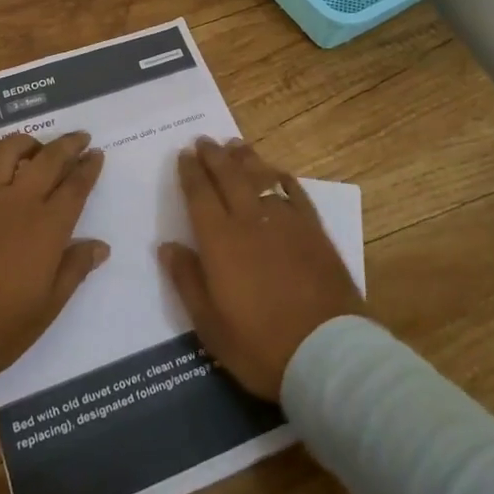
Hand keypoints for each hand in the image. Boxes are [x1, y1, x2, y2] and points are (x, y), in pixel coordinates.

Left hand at [0, 131, 108, 373]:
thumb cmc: (2, 325)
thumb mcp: (49, 305)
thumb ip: (75, 269)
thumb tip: (100, 246)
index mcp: (48, 226)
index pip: (76, 186)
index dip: (89, 167)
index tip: (96, 154)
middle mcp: (17, 202)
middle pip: (48, 160)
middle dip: (68, 144)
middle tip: (78, 137)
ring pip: (5, 153)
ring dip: (24, 144)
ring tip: (32, 146)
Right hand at [160, 137, 363, 400]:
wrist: (326, 352)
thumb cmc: (259, 345)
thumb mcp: (210, 324)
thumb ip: (186, 280)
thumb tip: (167, 246)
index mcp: (220, 241)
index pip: (200, 195)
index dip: (190, 172)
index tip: (183, 154)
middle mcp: (250, 221)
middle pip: (229, 177)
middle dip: (214, 156)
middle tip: (204, 141)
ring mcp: (286, 222)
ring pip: (261, 177)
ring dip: (246, 159)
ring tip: (235, 145)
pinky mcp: (314, 230)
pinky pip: (294, 192)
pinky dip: (282, 178)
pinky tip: (277, 172)